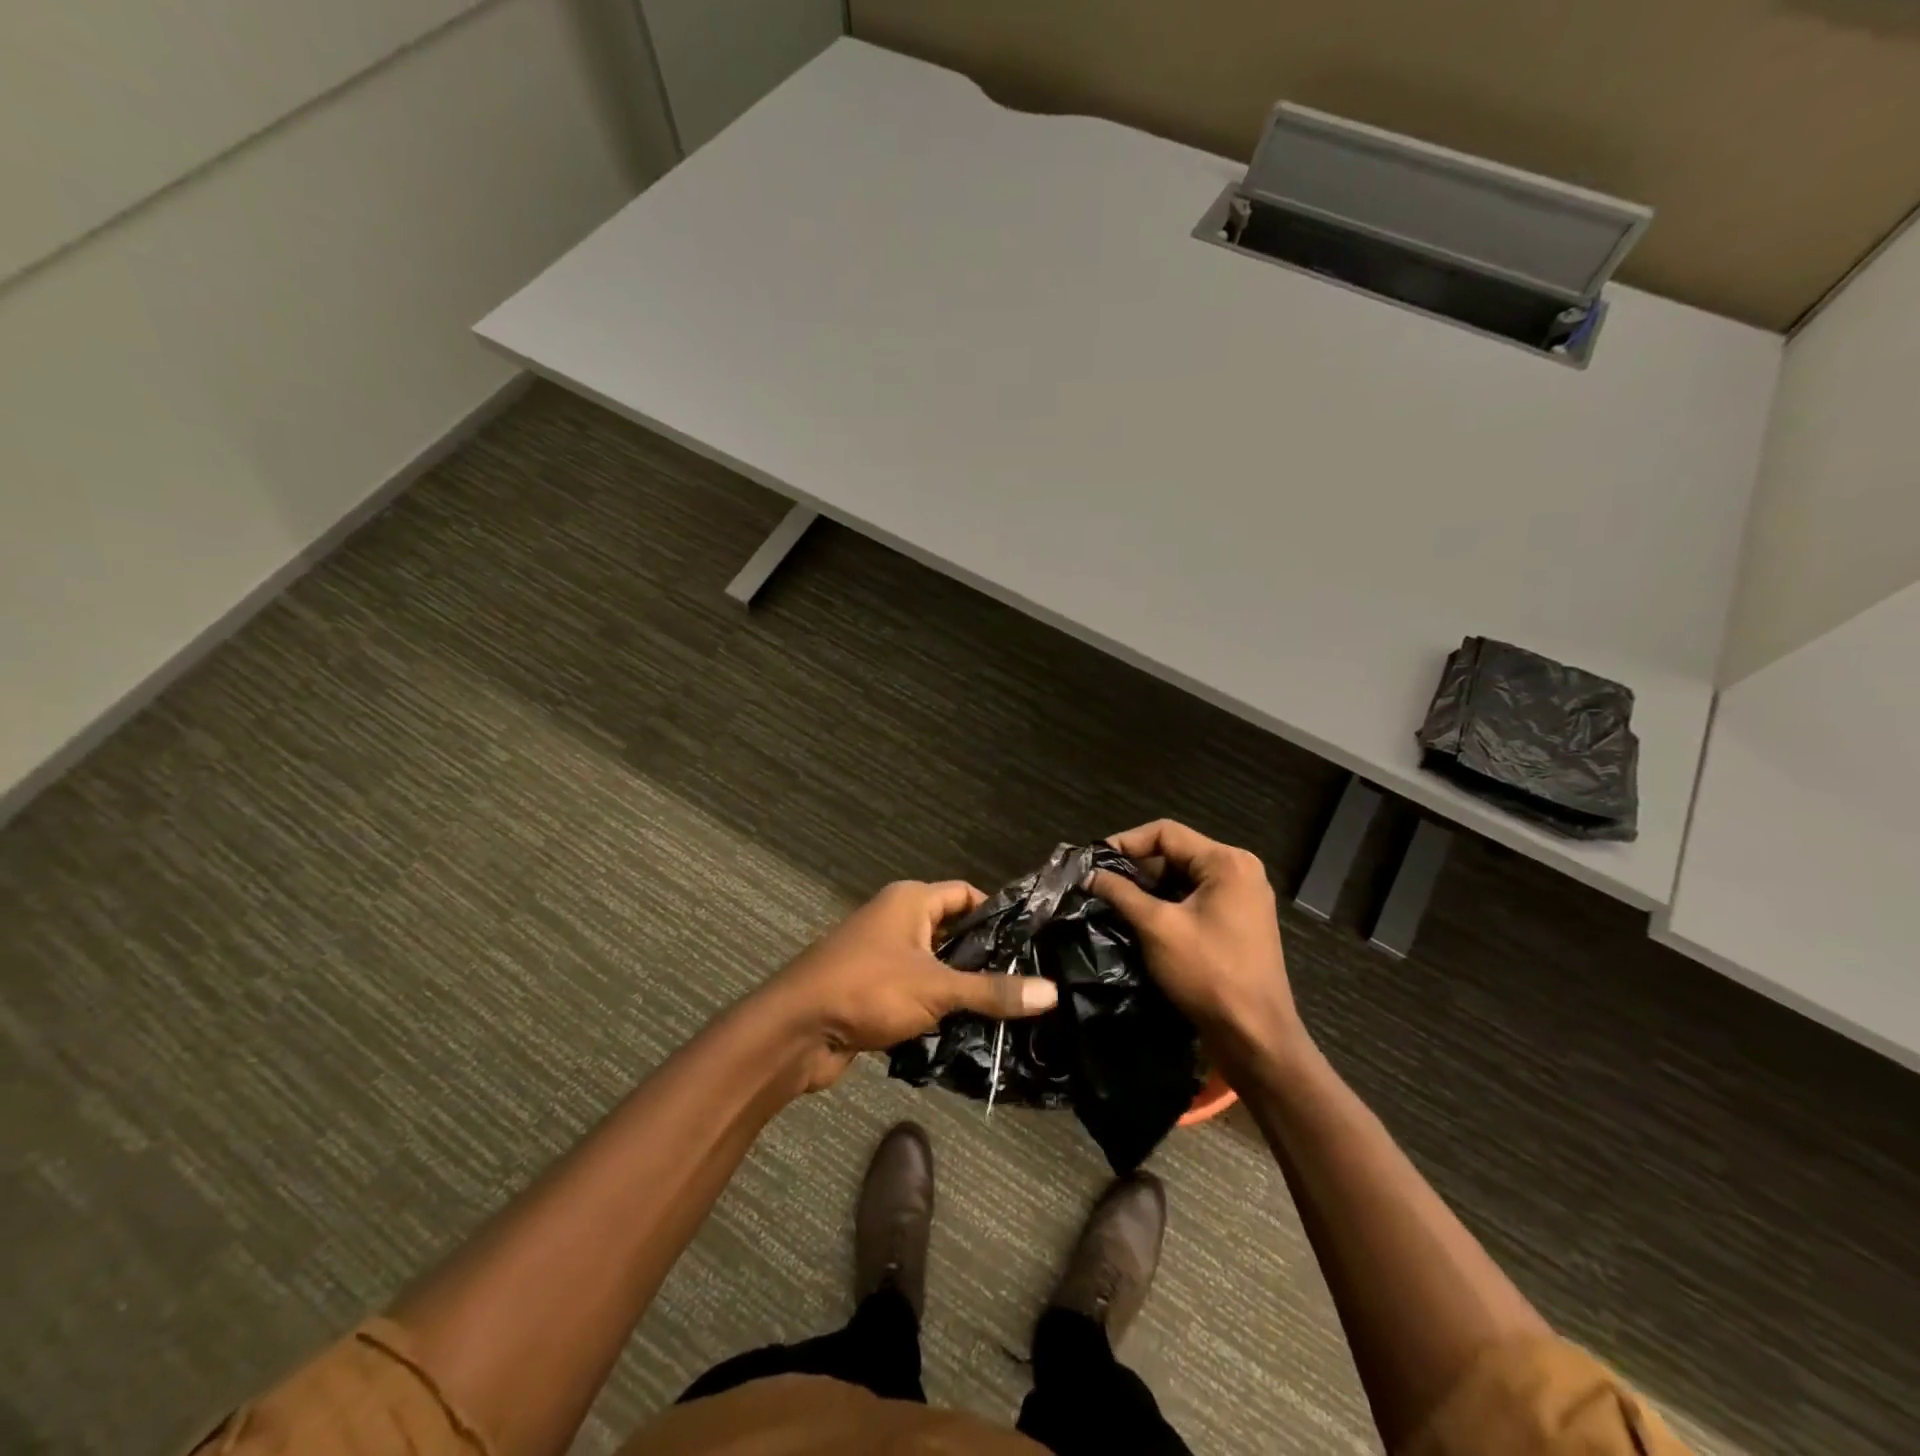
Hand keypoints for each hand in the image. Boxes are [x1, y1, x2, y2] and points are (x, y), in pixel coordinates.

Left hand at [759, 880, 1058, 1092]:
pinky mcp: (874, 991)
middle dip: (984, 957)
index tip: (1031, 942)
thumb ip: (992, 991)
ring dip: (962, 987)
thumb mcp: (936, 988)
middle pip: (953, 930)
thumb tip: (1052, 993)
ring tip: (1007, 1010)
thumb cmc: (867, 989)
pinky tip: (968, 1031)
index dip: (997, 914)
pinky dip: (938, 1007)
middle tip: (1027, 982)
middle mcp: (896, 920)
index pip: (965, 894)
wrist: (795, 1031)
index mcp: (910, 900)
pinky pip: (917, 992)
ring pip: (936, 965)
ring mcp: (883, 956)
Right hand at [1087, 820, 1303, 1078]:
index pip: (1165, 833)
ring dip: (1148, 888)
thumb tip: (1088, 875)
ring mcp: (1242, 898)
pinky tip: (1139, 920)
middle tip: (1098, 885)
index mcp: (1227, 862)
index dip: (1125, 842)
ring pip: (1183, 878)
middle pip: (1175, 853)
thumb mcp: (1157, 928)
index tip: (1093, 862)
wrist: (1255, 1038)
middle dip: (1135, 868)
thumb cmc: (1208, 975)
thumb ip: (1121, 893)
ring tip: (1112, 902)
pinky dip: (1167, 905)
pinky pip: (1195, 899)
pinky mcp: (1238, 923)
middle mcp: (1239, 871)